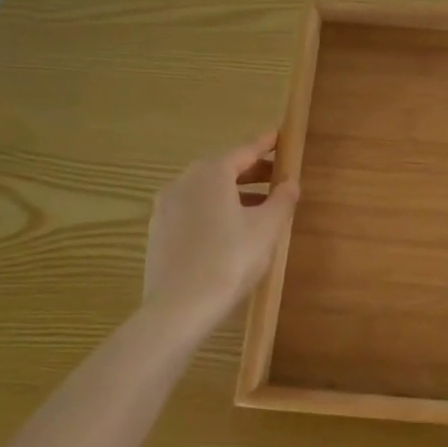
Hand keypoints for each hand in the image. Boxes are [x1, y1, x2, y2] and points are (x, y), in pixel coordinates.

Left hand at [142, 132, 299, 325]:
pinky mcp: (158, 232)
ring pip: (206, 191)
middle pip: (223, 168)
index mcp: (211, 172)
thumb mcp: (267, 228)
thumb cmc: (230, 260)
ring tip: (258, 207)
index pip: (245, 150)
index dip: (266, 144)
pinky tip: (229, 230)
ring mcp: (165, 207)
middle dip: (251, 171)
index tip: (280, 137)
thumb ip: (282, 199)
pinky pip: (192, 211)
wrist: (179, 309)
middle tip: (276, 176)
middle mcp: (184, 181)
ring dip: (233, 193)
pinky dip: (213, 211)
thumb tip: (290, 182)